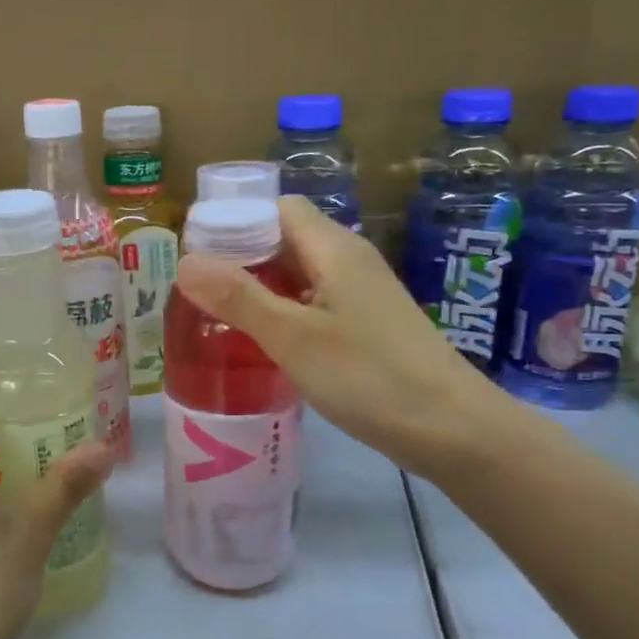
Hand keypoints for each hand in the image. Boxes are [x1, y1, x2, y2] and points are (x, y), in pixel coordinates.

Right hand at [175, 196, 499, 471]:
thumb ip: (239, 298)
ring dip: (260, 288)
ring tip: (218, 317)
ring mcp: (361, 294)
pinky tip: (263, 342)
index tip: (196, 256)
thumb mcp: (294, 337)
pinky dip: (283, 312)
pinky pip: (314, 302)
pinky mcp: (367, 325)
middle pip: (285, 239)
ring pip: (299, 273)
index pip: (276, 209)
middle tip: (198, 292)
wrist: (454, 429)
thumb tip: (185, 262)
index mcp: (334, 248)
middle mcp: (349, 260)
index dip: (234, 223)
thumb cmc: (370, 377)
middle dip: (239, 258)